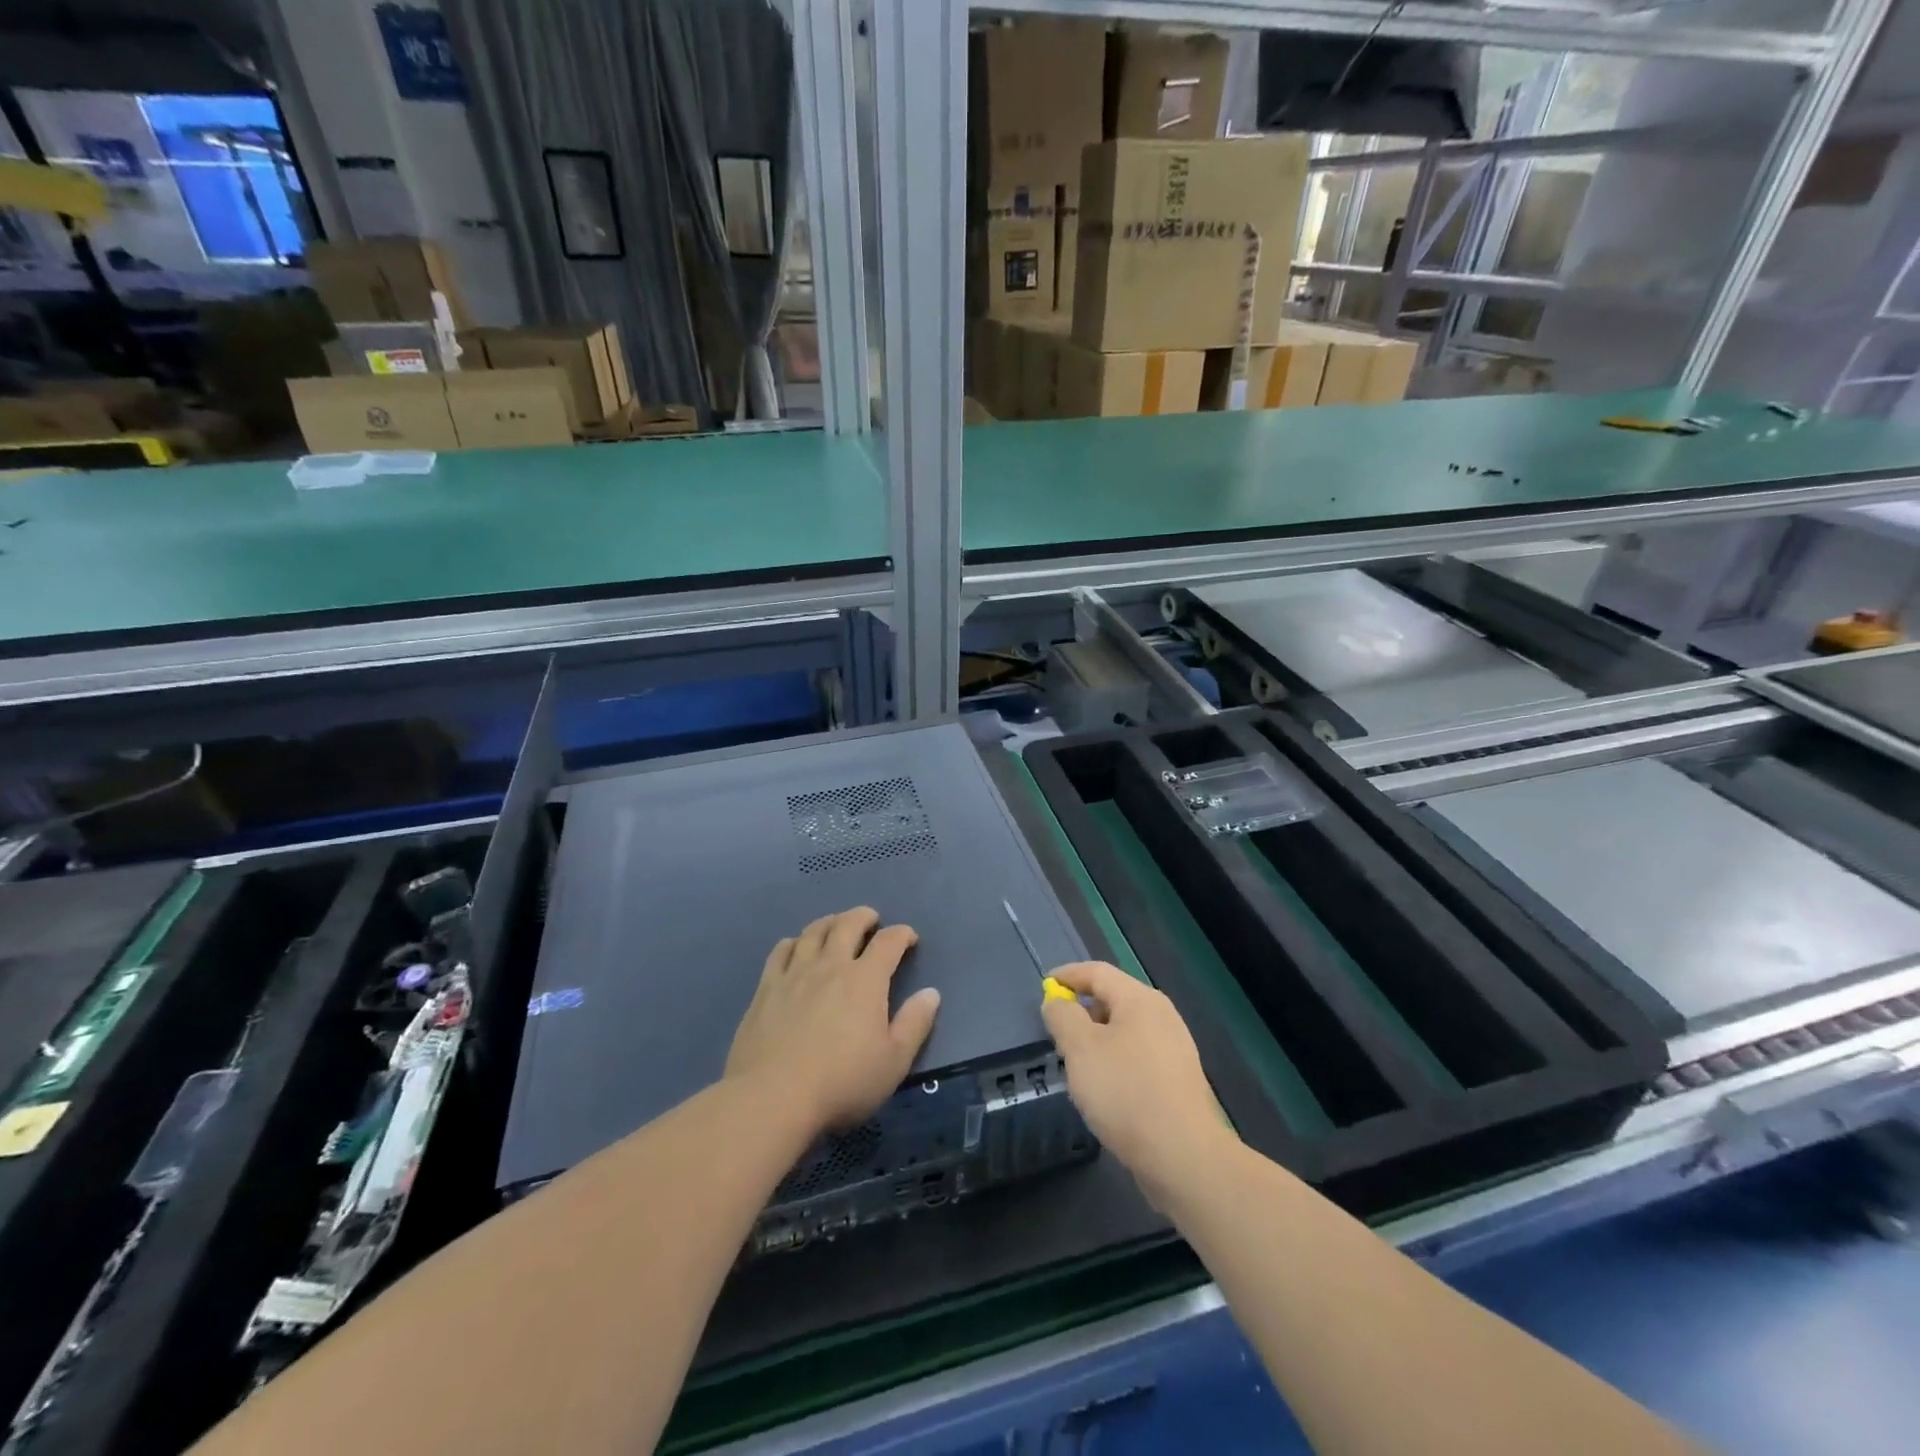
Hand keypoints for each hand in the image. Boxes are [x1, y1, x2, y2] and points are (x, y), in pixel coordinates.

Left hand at [725, 907, 940, 1134]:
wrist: (772, 1097)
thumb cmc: (841, 1082)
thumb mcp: (893, 1061)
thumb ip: (915, 1023)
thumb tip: (931, 993)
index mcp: (865, 980)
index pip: (888, 942)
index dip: (902, 934)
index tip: (909, 938)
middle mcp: (830, 965)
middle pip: (847, 924)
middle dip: (864, 917)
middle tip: (872, 920)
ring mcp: (794, 973)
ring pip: (813, 931)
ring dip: (830, 922)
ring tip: (836, 926)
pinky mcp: (766, 988)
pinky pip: (781, 951)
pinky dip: (794, 942)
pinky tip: (796, 948)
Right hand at [1041, 961, 1235, 1198]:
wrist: (1183, 1157)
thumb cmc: (1126, 1092)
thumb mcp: (1080, 1049)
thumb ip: (1063, 1017)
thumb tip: (1057, 1001)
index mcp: (1140, 999)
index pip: (1097, 972)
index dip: (1067, 976)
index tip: (1043, 988)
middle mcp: (1162, 1016)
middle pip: (1113, 999)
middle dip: (1082, 1011)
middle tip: (1056, 1034)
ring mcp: (1174, 1049)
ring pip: (1125, 1031)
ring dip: (1097, 1040)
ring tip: (1076, 1065)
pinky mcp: (1177, 1080)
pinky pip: (1137, 1056)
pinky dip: (1114, 1061)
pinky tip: (1104, 1090)